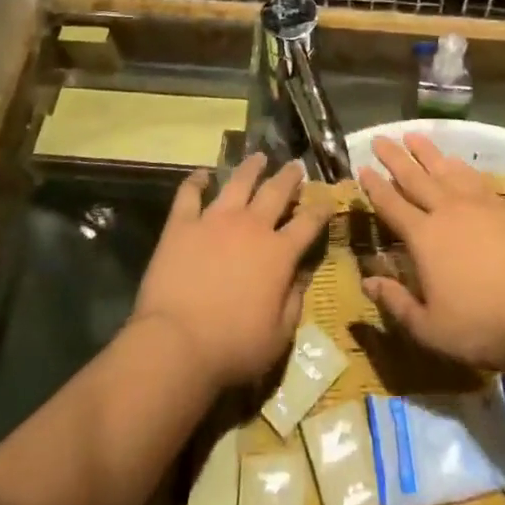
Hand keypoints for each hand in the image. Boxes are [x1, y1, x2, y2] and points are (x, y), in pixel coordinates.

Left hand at [131, 154, 328, 391]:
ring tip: (258, 157)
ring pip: (238, 182)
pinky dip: (196, 181)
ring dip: (251, 168)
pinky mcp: (182, 225)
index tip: (329, 198)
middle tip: (295, 165)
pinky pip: (189, 194)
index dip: (322, 208)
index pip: (309, 223)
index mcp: (279, 253)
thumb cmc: (233, 347)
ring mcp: (214, 221)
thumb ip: (294, 301)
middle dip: (289, 177)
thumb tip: (301, 276)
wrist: (176, 343)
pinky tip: (202, 174)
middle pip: (276, 192)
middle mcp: (251, 227)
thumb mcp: (279, 336)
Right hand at [356, 134, 504, 369]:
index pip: (392, 205)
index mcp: (423, 237)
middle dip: (395, 157)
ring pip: (446, 170)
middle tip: (381, 138)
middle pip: (415, 177)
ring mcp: (479, 205)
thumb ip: (395, 302)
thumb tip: (366, 283)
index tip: (362, 167)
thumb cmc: (479, 325)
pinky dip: (462, 168)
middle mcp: (447, 212)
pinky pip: (476, 179)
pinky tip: (458, 163)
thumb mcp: (428, 327)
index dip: (375, 186)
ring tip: (414, 137)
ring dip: (428, 153)